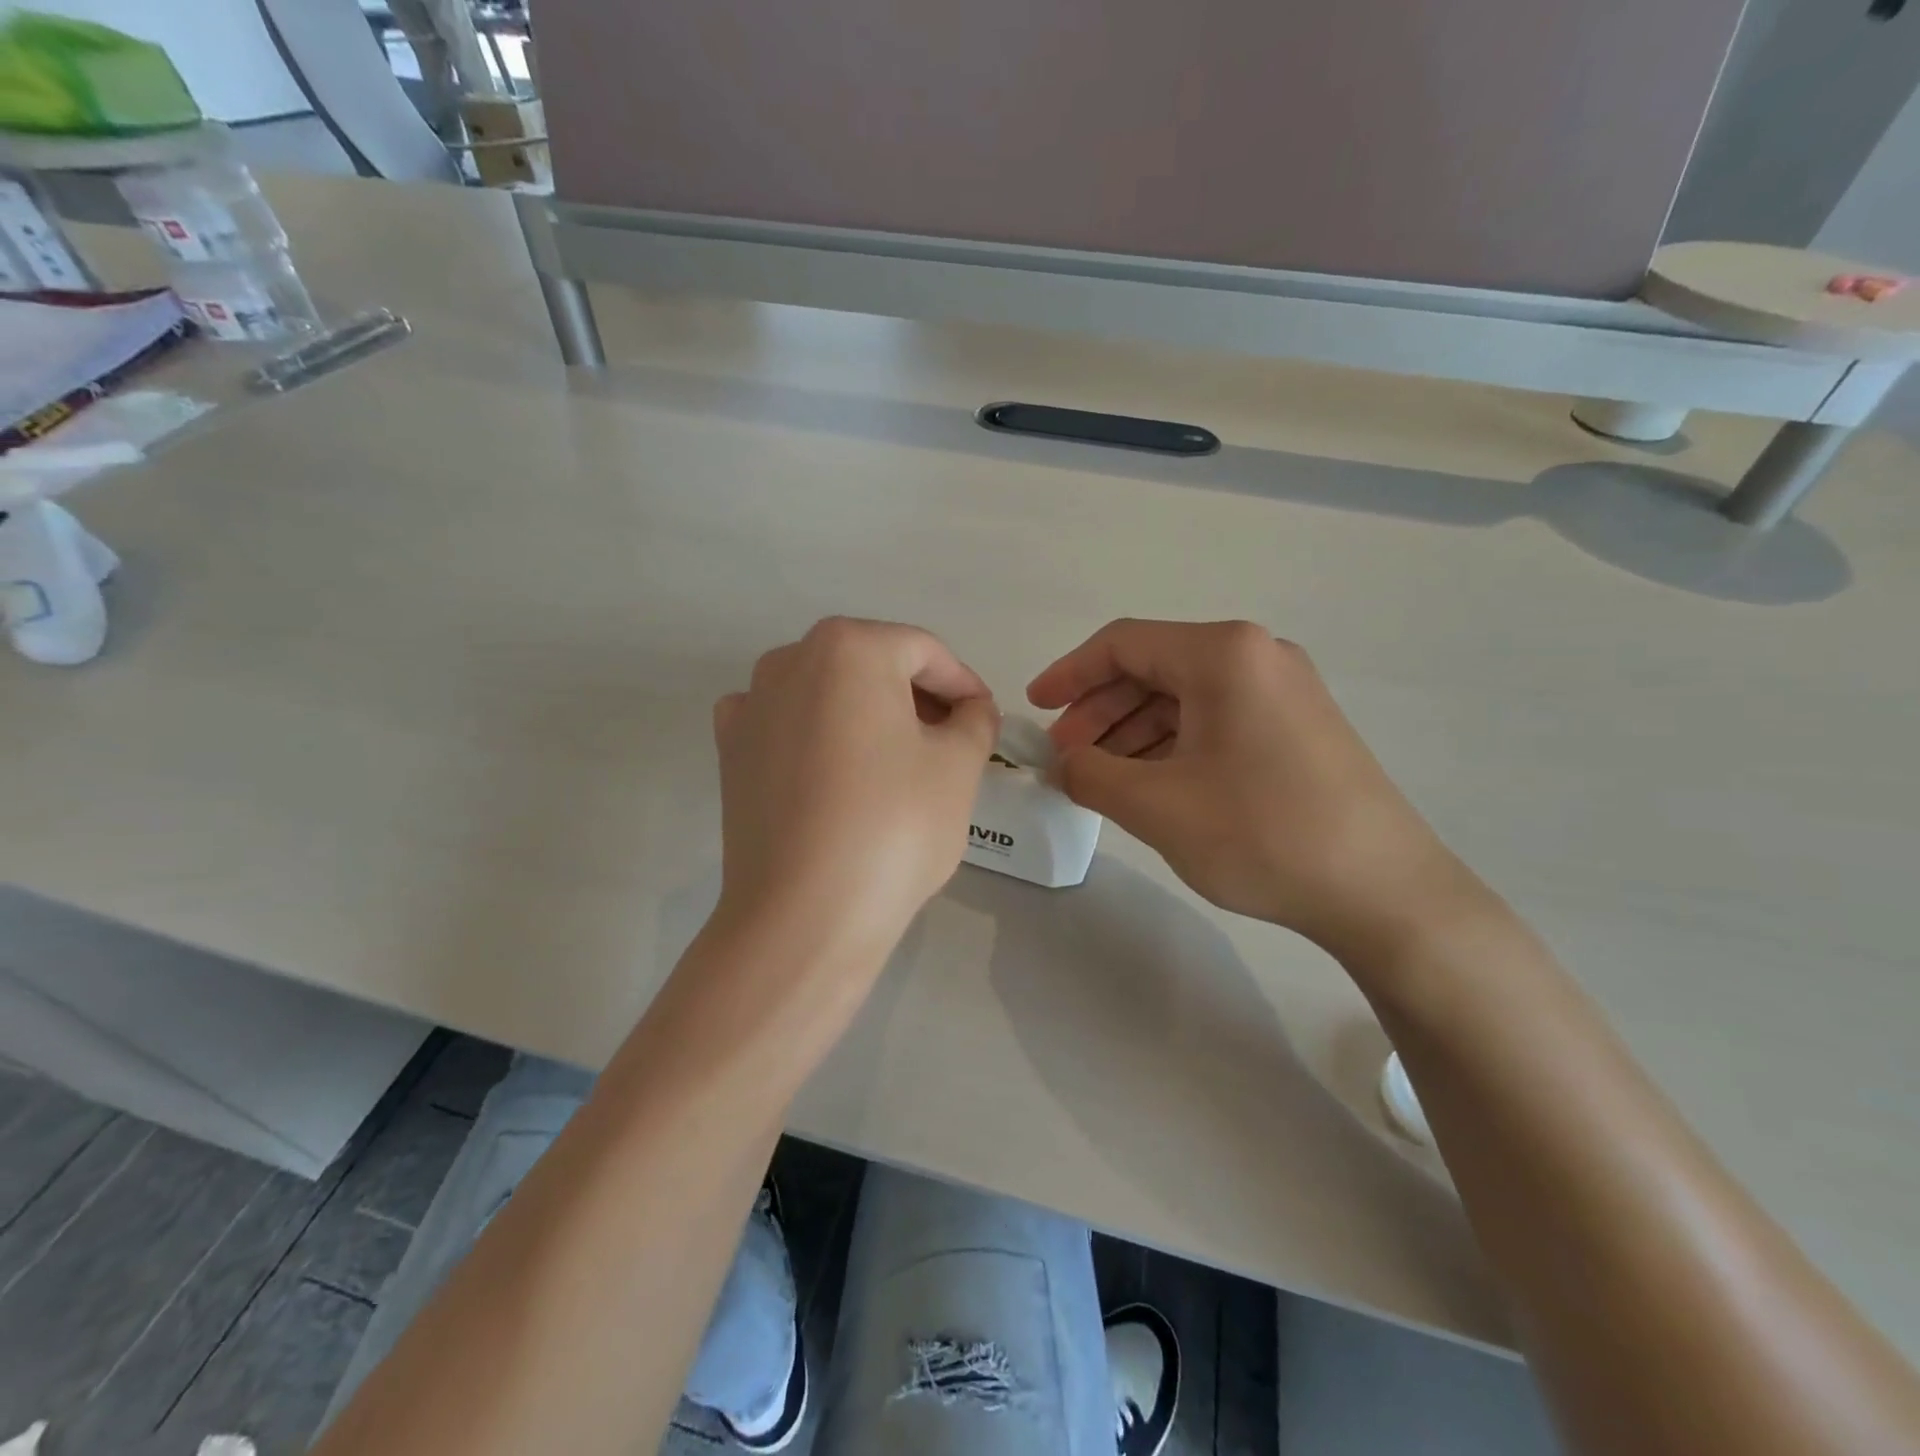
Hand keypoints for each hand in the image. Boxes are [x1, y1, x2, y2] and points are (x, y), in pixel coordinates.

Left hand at [712, 617, 999, 966]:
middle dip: (917, 698)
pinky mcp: (730, 752)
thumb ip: (975, 719)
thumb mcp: (958, 766)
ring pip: (828, 694)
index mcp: (848, 647)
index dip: (963, 684)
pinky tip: (836, 772)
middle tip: (950, 744)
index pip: (924, 651)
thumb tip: (970, 709)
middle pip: (872, 666)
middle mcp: (789, 660)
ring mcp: (751, 705)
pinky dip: (818, 736)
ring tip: (898, 763)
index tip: (985, 721)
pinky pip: (787, 725)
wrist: (803, 916)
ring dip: (869, 715)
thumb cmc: (893, 827)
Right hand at [1028, 619, 1483, 956]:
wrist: (1383, 893)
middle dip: (1100, 711)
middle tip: (1067, 757)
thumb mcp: (1156, 805)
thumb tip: (1063, 762)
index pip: (1123, 644)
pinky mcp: (1298, 728)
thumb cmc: (1262, 834)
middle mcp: (1257, 656)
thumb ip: (1090, 773)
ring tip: (1102, 778)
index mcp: (1223, 654)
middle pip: (1154, 668)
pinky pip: (1216, 720)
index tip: (1035, 709)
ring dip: (1133, 732)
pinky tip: (1152, 783)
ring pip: (1184, 697)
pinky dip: (1172, 745)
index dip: (1069, 674)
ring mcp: (1284, 692)